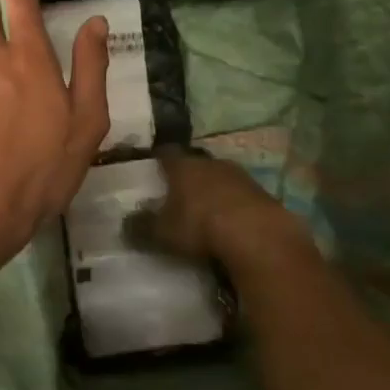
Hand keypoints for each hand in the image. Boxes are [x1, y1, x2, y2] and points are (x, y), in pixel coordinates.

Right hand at [132, 147, 312, 283]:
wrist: (258, 236)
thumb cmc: (200, 226)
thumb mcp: (162, 232)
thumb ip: (142, 226)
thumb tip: (126, 222)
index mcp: (183, 165)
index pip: (165, 153)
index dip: (158, 160)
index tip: (152, 168)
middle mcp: (211, 162)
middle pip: (195, 163)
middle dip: (188, 176)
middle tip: (178, 192)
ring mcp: (241, 176)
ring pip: (221, 177)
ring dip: (214, 190)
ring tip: (206, 210)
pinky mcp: (264, 194)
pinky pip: (242, 196)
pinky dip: (235, 205)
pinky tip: (232, 223)